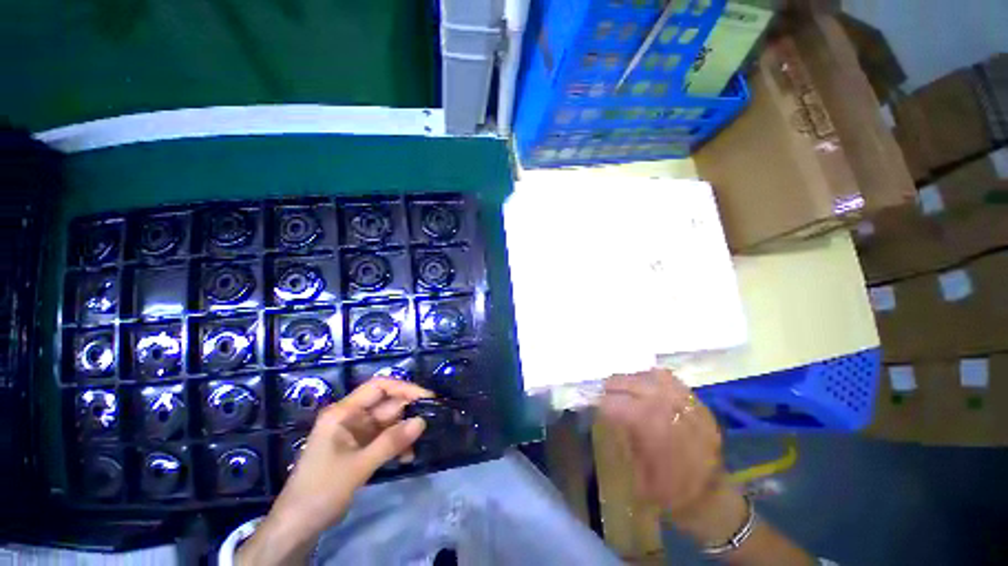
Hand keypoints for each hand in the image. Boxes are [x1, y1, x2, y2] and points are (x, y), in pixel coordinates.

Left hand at [237, 379, 432, 564]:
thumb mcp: (358, 466)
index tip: (427, 398)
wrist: (297, 526)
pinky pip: (384, 438)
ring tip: (417, 447)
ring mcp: (355, 433)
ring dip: (403, 432)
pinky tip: (406, 458)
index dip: (404, 388)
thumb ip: (391, 442)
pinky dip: (396, 445)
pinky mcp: (359, 448)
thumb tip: (422, 421)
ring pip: (388, 422)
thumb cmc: (321, 490)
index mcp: (343, 413)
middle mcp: (350, 417)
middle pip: (386, 405)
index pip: (378, 387)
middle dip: (407, 414)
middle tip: (429, 425)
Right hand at [599, 369, 745, 543]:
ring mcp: (688, 407)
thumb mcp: (640, 478)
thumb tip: (610, 414)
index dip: (606, 403)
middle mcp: (673, 415)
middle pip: (638, 387)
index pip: (623, 408)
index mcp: (658, 437)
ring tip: (622, 382)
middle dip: (616, 384)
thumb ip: (625, 441)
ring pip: (654, 379)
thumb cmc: (671, 494)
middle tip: (604, 388)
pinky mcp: (699, 405)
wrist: (712, 498)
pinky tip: (645, 381)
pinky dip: (654, 377)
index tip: (595, 403)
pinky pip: (673, 380)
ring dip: (633, 378)